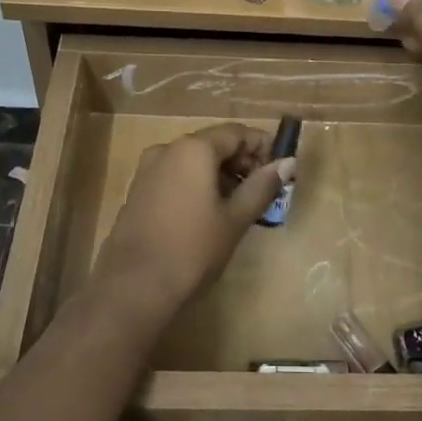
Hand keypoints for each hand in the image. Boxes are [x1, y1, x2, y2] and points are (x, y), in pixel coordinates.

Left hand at [88, 123, 293, 326]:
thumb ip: (262, 186)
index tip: (279, 170)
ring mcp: (147, 170)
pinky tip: (208, 214)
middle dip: (241, 162)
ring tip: (239, 206)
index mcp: (193, 149)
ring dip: (219, 175)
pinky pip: (175, 177)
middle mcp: (167, 150)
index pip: (236, 133)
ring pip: (193, 162)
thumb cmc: (193, 249)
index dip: (262, 146)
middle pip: (213, 144)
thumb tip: (287, 163)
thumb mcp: (235, 218)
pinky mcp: (137, 192)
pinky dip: (196, 185)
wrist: (134, 287)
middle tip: (263, 191)